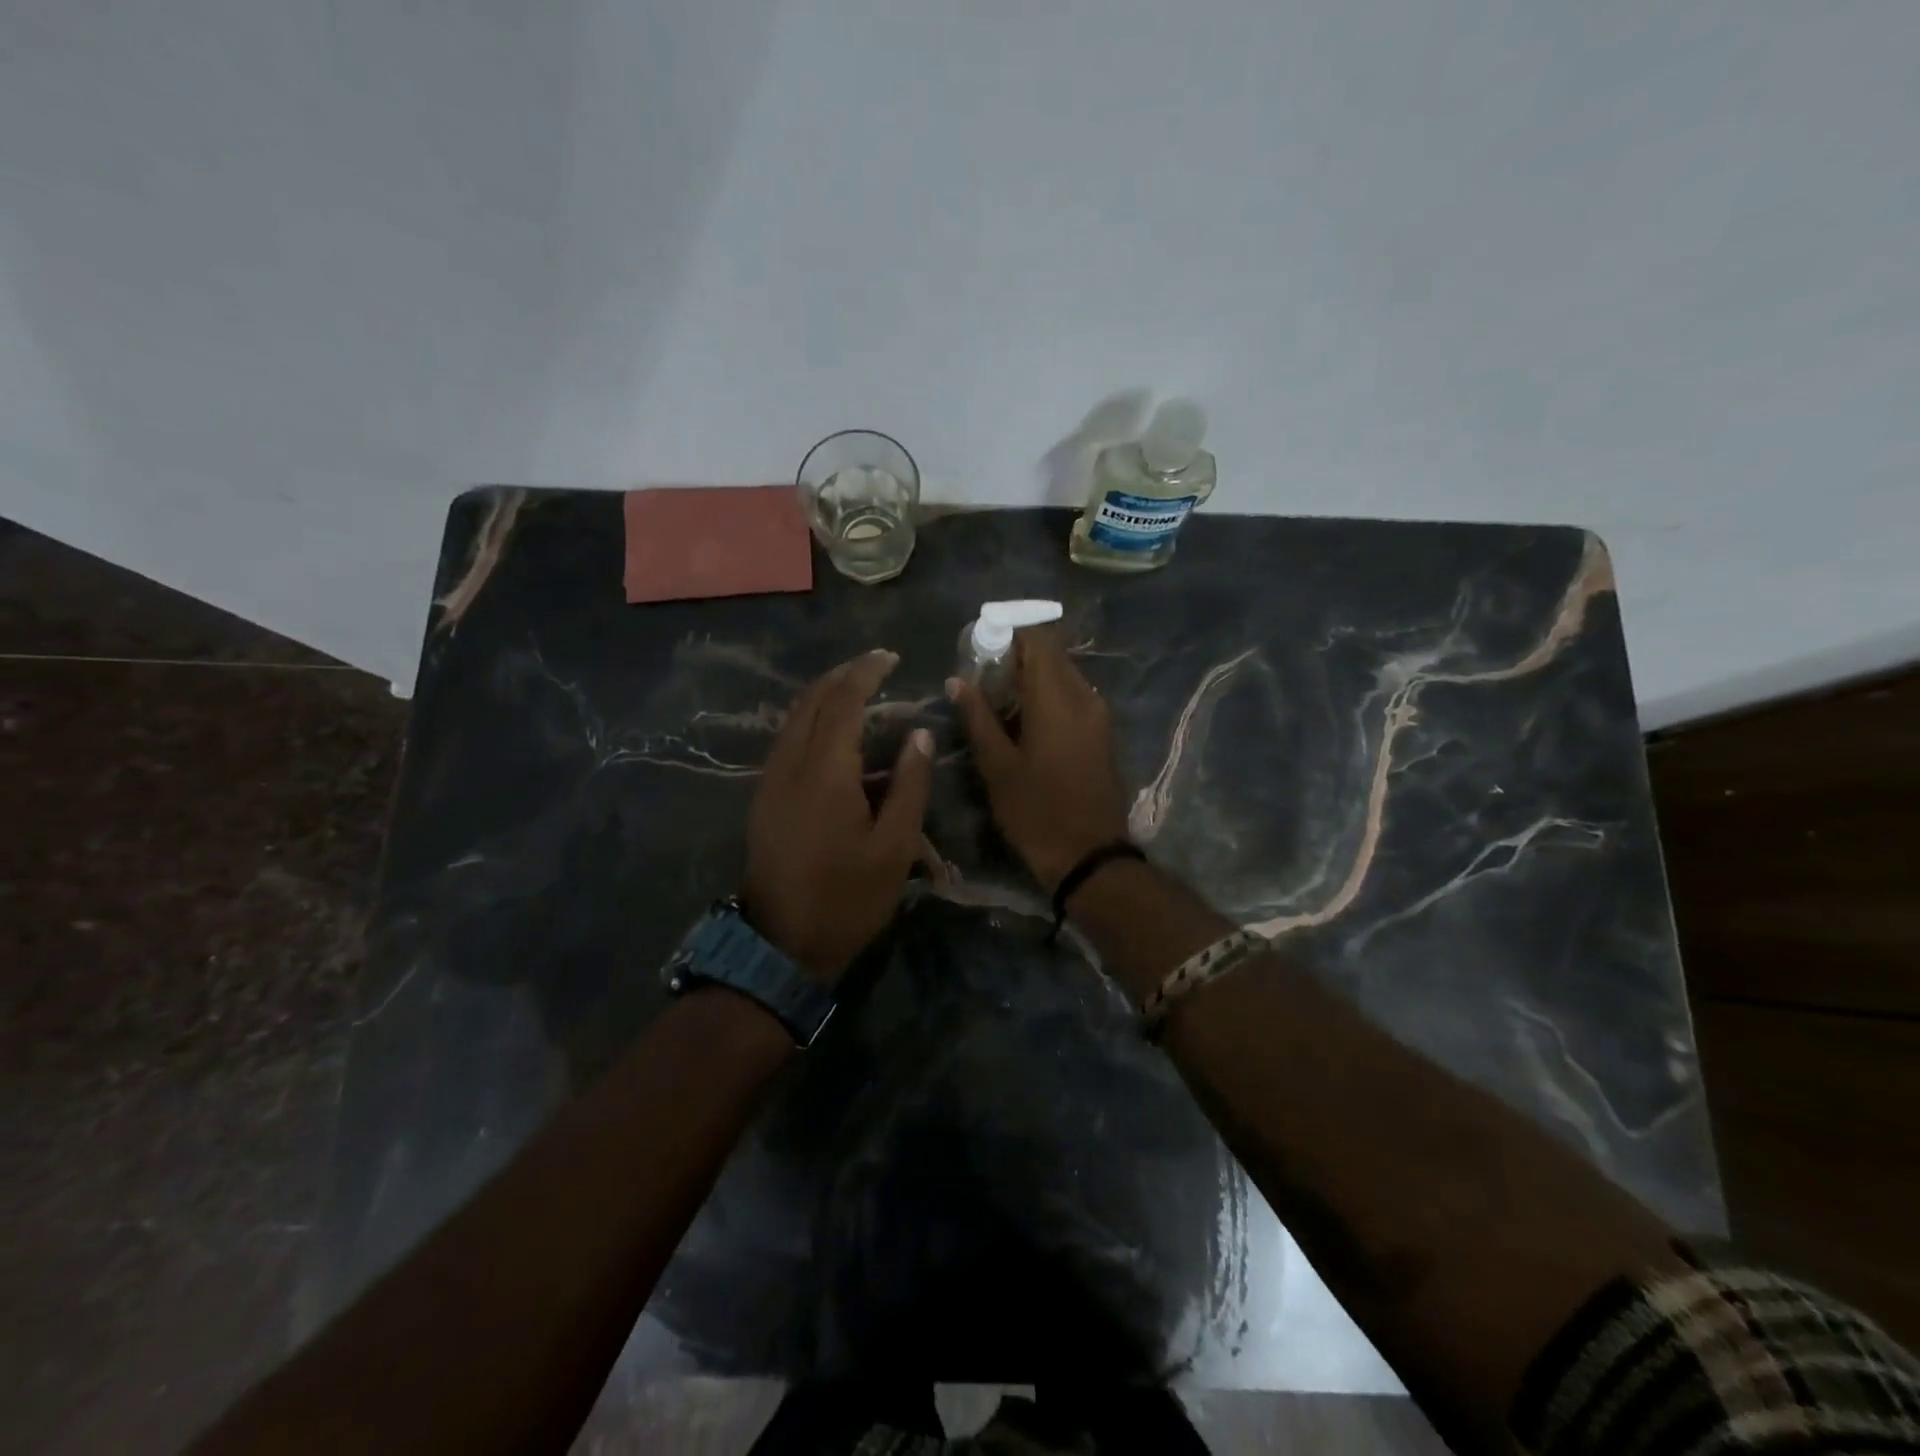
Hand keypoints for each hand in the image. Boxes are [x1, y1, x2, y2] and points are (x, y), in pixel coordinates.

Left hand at [745, 650, 932, 982]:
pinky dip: (810, 720)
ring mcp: (770, 782)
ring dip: (824, 695)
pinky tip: (832, 731)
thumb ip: (910, 786)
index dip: (866, 673)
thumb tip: (919, 734)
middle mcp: (789, 766)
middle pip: (811, 701)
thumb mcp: (894, 848)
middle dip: (842, 675)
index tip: (890, 657)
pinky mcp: (764, 799)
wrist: (780, 946)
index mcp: (824, 773)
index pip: (843, 702)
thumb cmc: (847, 899)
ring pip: (793, 719)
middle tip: (875, 666)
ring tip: (858, 690)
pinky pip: (786, 740)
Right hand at [947, 627, 1130, 891]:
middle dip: (1017, 655)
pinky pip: (1074, 696)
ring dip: (1033, 676)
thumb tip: (958, 680)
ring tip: (998, 698)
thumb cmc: (1036, 812)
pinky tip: (1024, 719)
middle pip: (1052, 654)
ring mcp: (1098, 714)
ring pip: (1064, 675)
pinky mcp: (1102, 732)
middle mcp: (1084, 696)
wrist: (1089, 856)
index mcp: (1056, 698)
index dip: (1009, 632)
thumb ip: (978, 717)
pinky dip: (1048, 695)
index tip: (980, 644)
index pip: (1038, 639)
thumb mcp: (997, 767)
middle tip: (983, 674)